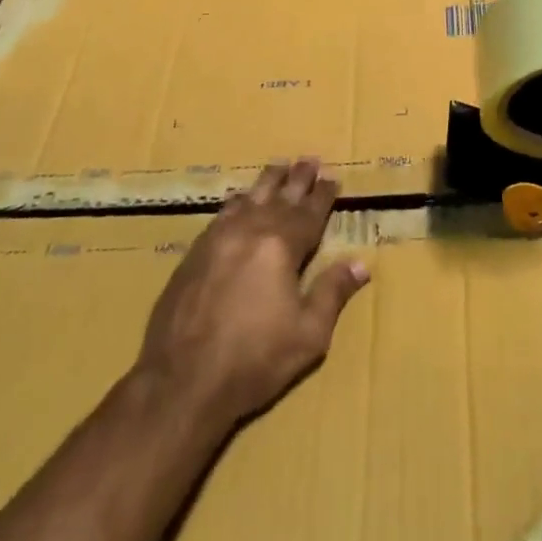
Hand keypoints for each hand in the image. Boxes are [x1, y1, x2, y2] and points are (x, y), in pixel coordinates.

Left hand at [136, 159, 369, 433]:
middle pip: (279, 198)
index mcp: (281, 247)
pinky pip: (222, 215)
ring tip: (278, 165)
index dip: (323, 195)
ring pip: (249, 199)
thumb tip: (360, 264)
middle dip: (297, 179)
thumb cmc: (254, 360)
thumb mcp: (308, 335)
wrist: (181, 381)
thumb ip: (333, 293)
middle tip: (309, 158)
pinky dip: (236, 201)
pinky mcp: (194, 254)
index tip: (333, 177)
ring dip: (267, 182)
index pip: (309, 213)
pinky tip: (239, 198)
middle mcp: (250, 232)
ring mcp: (218, 239)